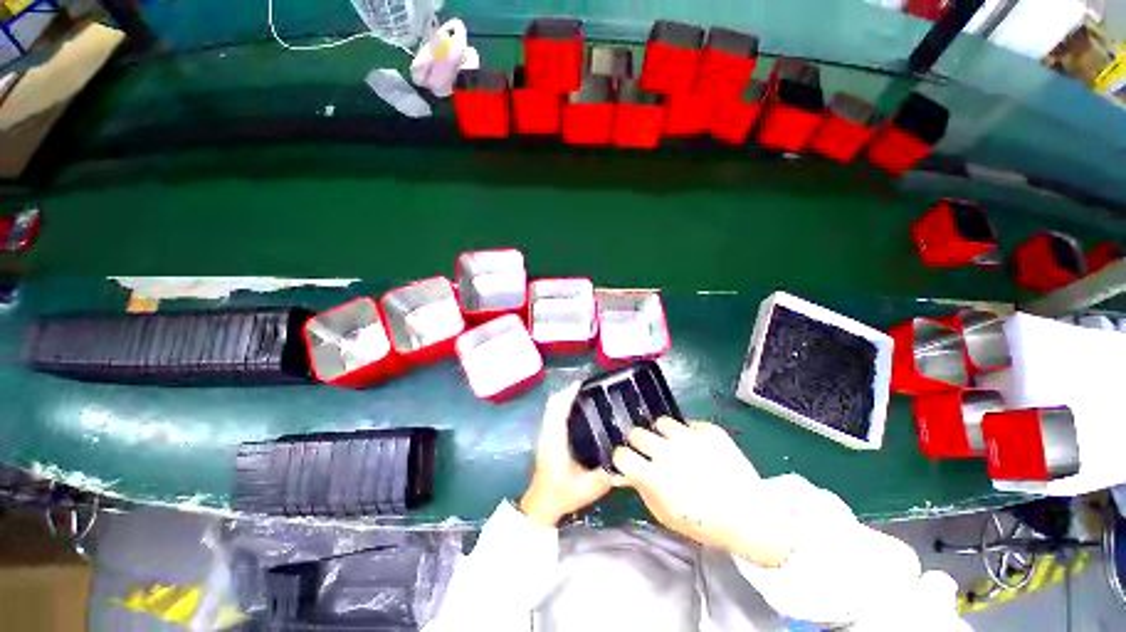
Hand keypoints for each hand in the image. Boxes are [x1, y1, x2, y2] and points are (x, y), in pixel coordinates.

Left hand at [519, 382, 613, 526]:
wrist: (542, 504)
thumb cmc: (563, 495)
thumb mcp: (588, 488)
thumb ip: (605, 475)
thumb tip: (624, 460)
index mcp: (555, 442)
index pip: (558, 411)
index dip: (568, 395)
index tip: (582, 384)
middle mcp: (548, 434)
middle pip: (553, 404)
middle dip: (568, 391)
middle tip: (588, 387)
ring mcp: (545, 434)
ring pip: (551, 407)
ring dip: (564, 397)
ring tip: (584, 393)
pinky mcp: (546, 437)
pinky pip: (552, 413)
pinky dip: (562, 405)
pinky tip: (576, 408)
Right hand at [613, 419, 794, 567]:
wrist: (751, 519)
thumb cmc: (704, 524)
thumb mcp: (665, 515)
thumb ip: (642, 489)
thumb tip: (626, 471)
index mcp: (655, 476)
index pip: (622, 454)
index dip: (621, 457)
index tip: (626, 460)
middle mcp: (669, 451)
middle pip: (636, 432)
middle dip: (637, 442)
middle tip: (647, 450)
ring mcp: (691, 438)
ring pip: (661, 422)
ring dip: (662, 434)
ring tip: (672, 445)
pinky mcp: (710, 431)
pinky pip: (689, 424)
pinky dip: (688, 434)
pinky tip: (696, 448)